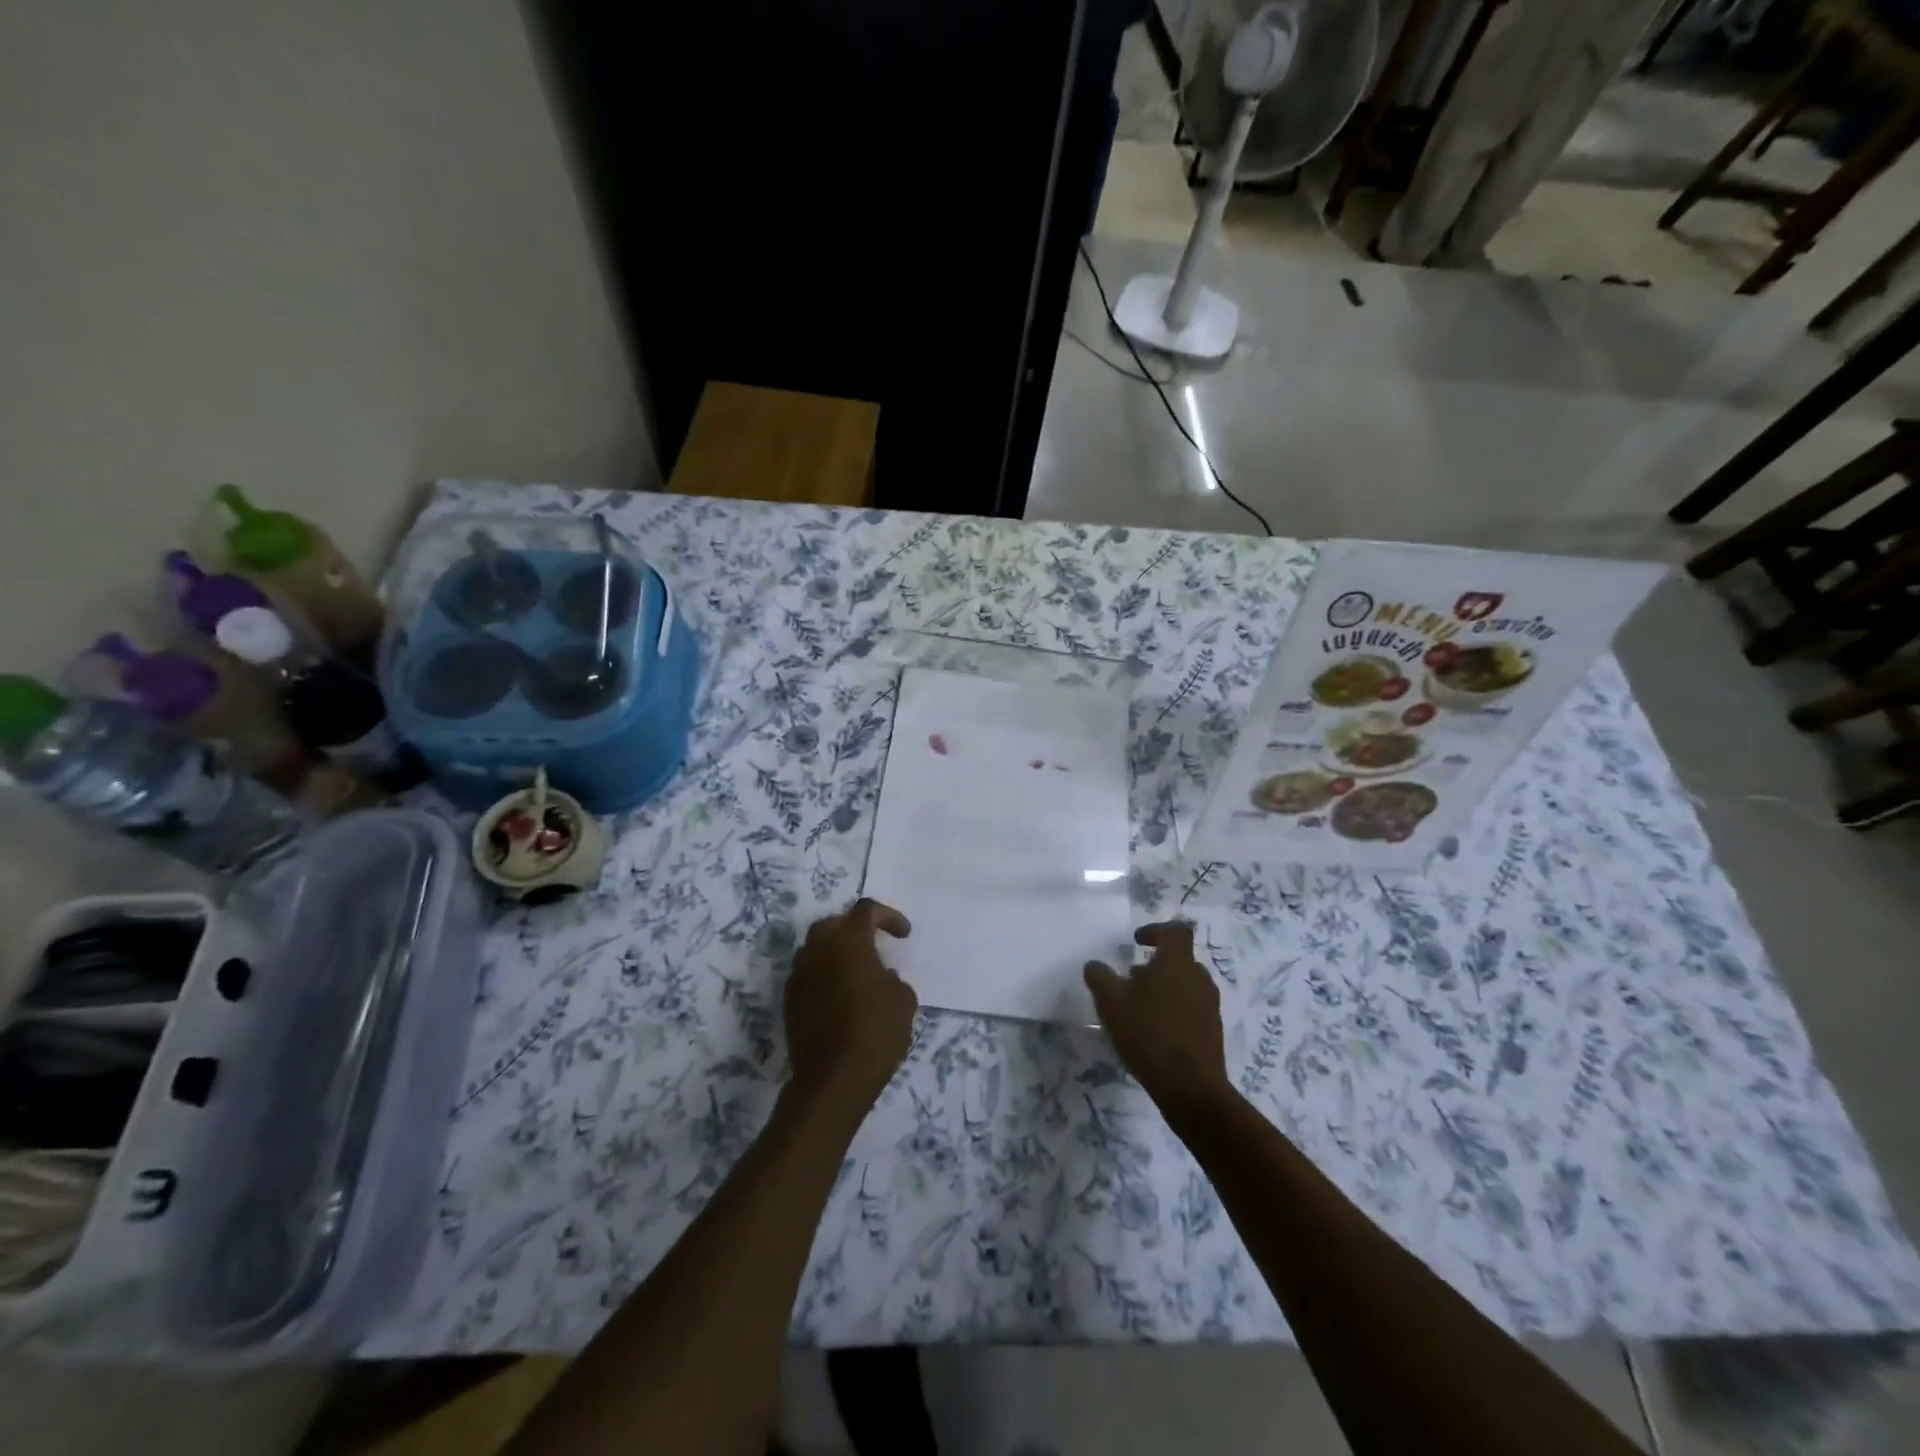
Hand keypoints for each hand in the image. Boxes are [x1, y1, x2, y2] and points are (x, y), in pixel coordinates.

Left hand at [784, 898, 916, 1118]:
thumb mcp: (903, 1001)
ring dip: (836, 953)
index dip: (888, 916)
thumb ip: (893, 979)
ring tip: (857, 972)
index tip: (903, 934)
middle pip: (833, 924)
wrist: (832, 1079)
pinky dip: (825, 976)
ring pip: (816, 950)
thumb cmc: (875, 1031)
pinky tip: (841, 997)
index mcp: (848, 941)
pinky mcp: (790, 1002)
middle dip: (854, 929)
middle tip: (874, 945)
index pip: (866, 911)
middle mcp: (818, 950)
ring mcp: (799, 976)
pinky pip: (808, 975)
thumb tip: (880, 976)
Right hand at [1084, 921, 1234, 1123]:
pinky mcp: (1212, 1031)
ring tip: (1139, 1007)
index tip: (1137, 941)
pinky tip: (1154, 1031)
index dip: (1156, 930)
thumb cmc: (1148, 1034)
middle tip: (1131, 979)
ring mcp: (1210, 1006)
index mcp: (1177, 962)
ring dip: (1164, 988)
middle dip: (1155, 965)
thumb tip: (1095, 965)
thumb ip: (1099, 977)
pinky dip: (1173, 1010)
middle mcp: (1198, 978)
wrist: (1191, 1088)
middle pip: (1180, 959)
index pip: (1175, 931)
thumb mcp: (1111, 1002)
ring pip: (1185, 985)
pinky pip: (1191, 1008)